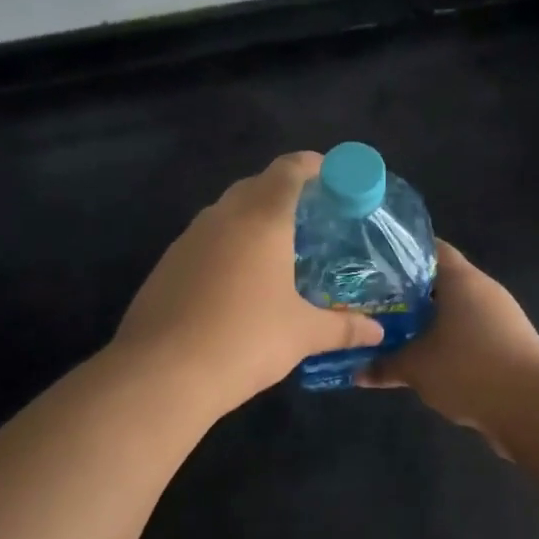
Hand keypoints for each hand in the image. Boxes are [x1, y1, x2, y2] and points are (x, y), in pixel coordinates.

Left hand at [113, 152, 383, 414]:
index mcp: (261, 219)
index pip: (289, 169)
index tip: (333, 176)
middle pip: (256, 185)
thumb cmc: (244, 340)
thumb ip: (343, 328)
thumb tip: (377, 333)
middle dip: (284, 192)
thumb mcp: (302, 335)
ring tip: (277, 249)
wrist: (161, 373)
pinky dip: (227, 245)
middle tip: (312, 217)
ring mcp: (188, 239)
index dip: (313, 165)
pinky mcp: (167, 264)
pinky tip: (238, 281)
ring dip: (252, 218)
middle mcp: (222, 217)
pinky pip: (205, 240)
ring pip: (226, 212)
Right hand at [358, 241, 538, 452]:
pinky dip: (446, 340)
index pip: (429, 248)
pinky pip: (468, 333)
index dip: (400, 253)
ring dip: (426, 320)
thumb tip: (357, 372)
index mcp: (462, 279)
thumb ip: (384, 365)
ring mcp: (500, 318)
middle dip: (407, 292)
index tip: (371, 264)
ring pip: (454, 309)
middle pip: (440, 280)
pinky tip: (424, 357)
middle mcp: (483, 290)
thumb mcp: (417, 368)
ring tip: (392, 330)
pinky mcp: (508, 344)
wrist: (534, 409)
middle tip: (372, 301)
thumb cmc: (469, 370)